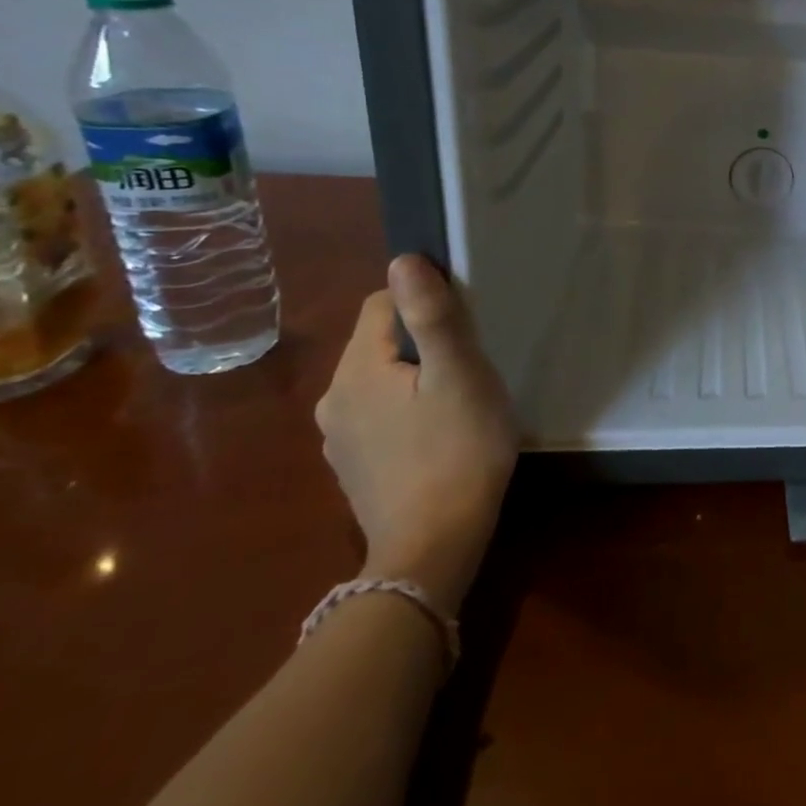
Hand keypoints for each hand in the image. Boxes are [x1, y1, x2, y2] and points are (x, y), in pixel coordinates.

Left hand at [314, 255, 520, 616]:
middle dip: (424, 344)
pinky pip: (381, 417)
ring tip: (459, 404)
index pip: (381, 304)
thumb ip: (432, 316)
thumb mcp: (459, 374)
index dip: (425, 304)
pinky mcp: (355, 467)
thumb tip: (404, 259)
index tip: (465, 330)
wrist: (433, 546)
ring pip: (382, 381)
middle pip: (380, 344)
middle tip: (471, 370)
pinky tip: (439, 438)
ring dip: (417, 380)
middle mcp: (334, 399)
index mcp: (356, 370)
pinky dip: (408, 413)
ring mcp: (340, 438)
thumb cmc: (457, 450)